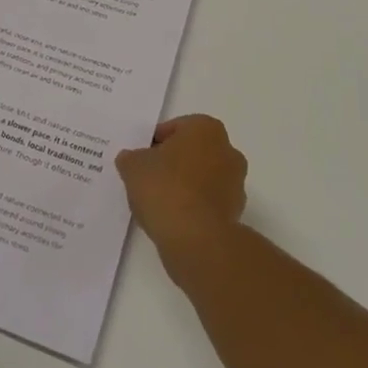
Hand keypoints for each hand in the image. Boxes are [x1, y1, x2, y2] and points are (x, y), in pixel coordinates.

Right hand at [115, 114, 247, 259]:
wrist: (196, 239)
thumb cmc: (166, 188)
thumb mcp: (133, 167)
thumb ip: (131, 158)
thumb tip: (131, 159)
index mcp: (206, 128)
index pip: (174, 129)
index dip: (154, 144)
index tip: (141, 160)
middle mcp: (227, 150)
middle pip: (192, 152)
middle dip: (173, 163)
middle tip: (149, 179)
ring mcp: (236, 183)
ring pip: (202, 178)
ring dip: (185, 186)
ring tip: (159, 203)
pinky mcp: (236, 212)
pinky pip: (208, 202)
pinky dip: (194, 207)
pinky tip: (174, 219)